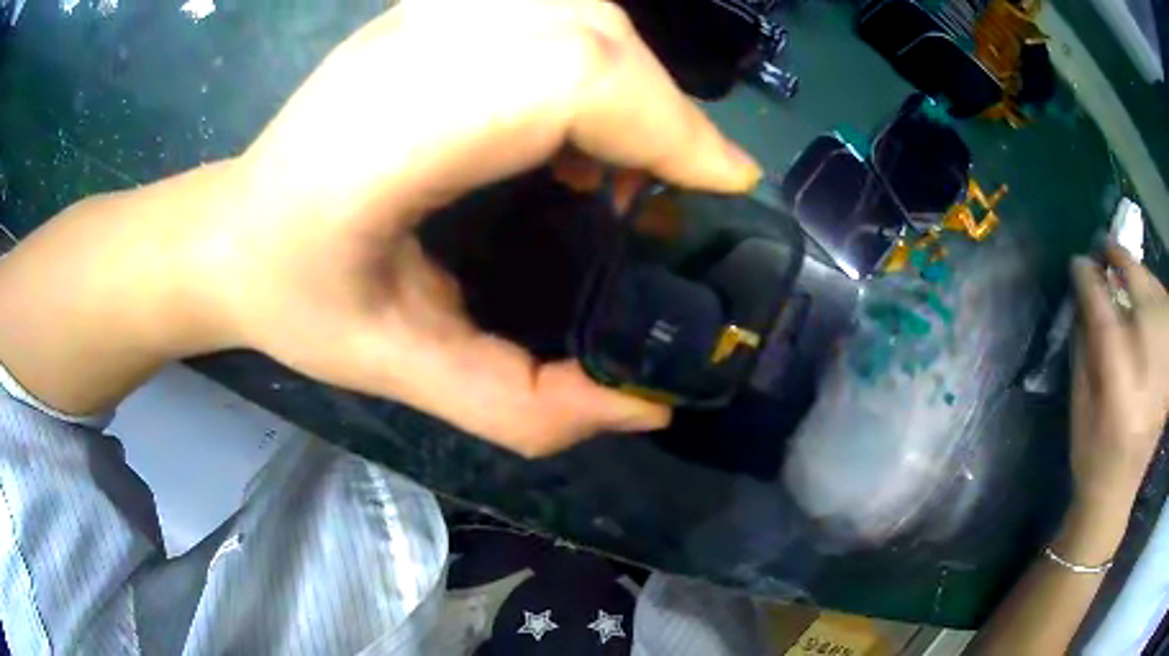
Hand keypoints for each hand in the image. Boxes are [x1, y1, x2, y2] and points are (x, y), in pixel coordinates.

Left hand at [186, 0, 760, 455]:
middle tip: (676, 185)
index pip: (566, 79)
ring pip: (576, 9)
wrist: (231, 230)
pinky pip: (546, 8)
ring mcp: (416, 18)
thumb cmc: (297, 300)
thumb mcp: (401, 374)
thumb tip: (645, 406)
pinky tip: (570, 114)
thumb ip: (524, 406)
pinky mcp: (424, 12)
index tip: (723, 184)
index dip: (664, 122)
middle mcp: (407, 53)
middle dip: (661, 107)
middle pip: (588, 32)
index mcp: (389, 139)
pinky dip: (592, 50)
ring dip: (631, 76)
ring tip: (624, 154)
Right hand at [1069, 247, 1168, 510]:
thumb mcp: (1079, 405)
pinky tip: (1146, 297)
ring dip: (1141, 277)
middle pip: (1142, 299)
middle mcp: (1148, 379)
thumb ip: (1086, 345)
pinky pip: (1166, 316)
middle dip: (1123, 264)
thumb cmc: (1091, 455)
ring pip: (1159, 299)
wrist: (1117, 491)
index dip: (1091, 284)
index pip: (1106, 321)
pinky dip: (1156, 296)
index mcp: (1119, 396)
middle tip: (1105, 248)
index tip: (1078, 262)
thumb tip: (1087, 294)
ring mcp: (1163, 374)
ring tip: (1125, 271)